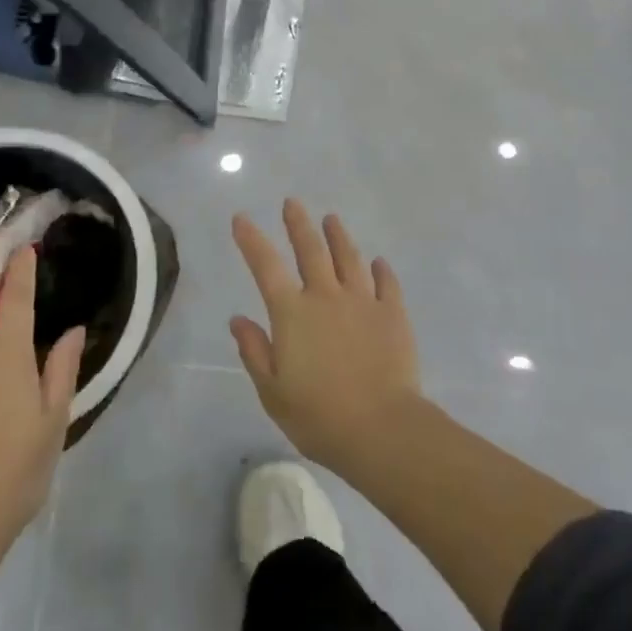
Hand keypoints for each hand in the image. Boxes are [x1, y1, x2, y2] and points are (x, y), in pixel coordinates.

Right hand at [230, 199, 422, 472]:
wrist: (381, 428)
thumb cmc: (318, 416)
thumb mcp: (273, 392)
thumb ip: (254, 351)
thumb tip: (237, 319)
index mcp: (292, 313)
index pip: (266, 266)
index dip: (251, 240)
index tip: (241, 218)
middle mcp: (326, 296)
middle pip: (311, 250)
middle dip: (299, 224)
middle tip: (293, 203)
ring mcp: (363, 301)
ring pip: (349, 258)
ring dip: (338, 236)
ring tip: (332, 220)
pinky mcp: (393, 313)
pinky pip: (387, 284)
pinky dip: (382, 270)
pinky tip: (379, 263)